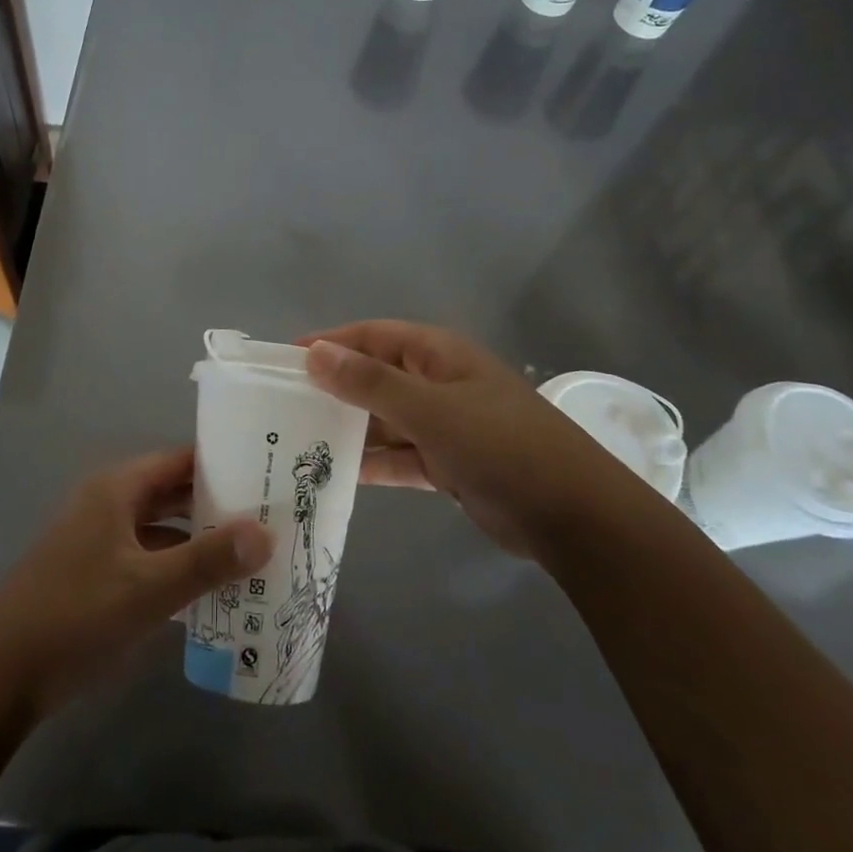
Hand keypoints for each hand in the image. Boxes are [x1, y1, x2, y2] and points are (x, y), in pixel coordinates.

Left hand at [0, 447, 272, 717]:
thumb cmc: (75, 615)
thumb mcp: (149, 588)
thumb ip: (208, 560)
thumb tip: (267, 534)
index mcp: (118, 488)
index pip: (182, 460)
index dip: (224, 464)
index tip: (268, 475)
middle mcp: (110, 503)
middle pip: (174, 492)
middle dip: (219, 505)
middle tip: (272, 516)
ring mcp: (100, 540)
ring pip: (163, 529)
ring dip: (201, 540)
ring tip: (254, 553)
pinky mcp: (96, 575)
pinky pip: (149, 558)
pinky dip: (178, 568)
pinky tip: (212, 591)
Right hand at [303, 320, 616, 554]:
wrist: (572, 515)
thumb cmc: (500, 445)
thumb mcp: (431, 409)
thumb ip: (370, 382)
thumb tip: (314, 353)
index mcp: (437, 354)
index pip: (370, 336)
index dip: (328, 344)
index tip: (281, 362)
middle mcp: (437, 382)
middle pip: (374, 376)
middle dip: (332, 389)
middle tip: (280, 408)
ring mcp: (443, 424)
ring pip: (383, 420)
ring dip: (348, 429)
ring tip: (296, 443)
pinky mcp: (447, 463)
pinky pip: (398, 456)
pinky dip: (372, 463)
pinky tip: (334, 474)